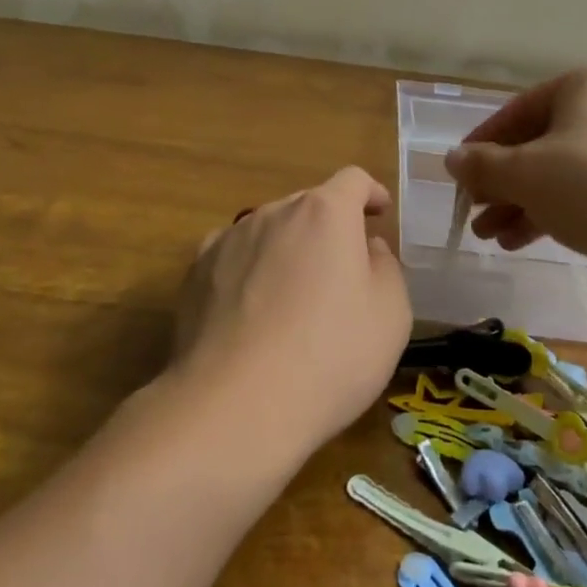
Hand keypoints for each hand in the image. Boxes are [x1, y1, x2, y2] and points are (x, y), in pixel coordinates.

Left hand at [171, 167, 412, 456]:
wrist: (236, 405)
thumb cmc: (330, 356)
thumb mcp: (390, 316)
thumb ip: (386, 268)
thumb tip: (366, 247)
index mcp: (325, 213)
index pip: (353, 181)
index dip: (371, 193)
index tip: (379, 212)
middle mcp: (273, 213)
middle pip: (308, 206)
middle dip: (329, 228)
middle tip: (342, 271)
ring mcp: (228, 240)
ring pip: (269, 231)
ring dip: (287, 249)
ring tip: (294, 296)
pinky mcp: (195, 273)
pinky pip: (234, 258)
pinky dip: (249, 271)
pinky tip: (252, 310)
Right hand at [444, 64, 586, 265]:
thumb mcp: (524, 173)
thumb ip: (481, 165)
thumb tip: (451, 159)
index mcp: (585, 85)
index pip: (516, 111)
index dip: (481, 145)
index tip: (457, 175)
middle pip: (536, 144)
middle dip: (500, 182)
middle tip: (472, 211)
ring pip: (556, 173)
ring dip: (518, 203)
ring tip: (488, 235)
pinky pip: (580, 193)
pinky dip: (547, 212)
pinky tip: (516, 241)